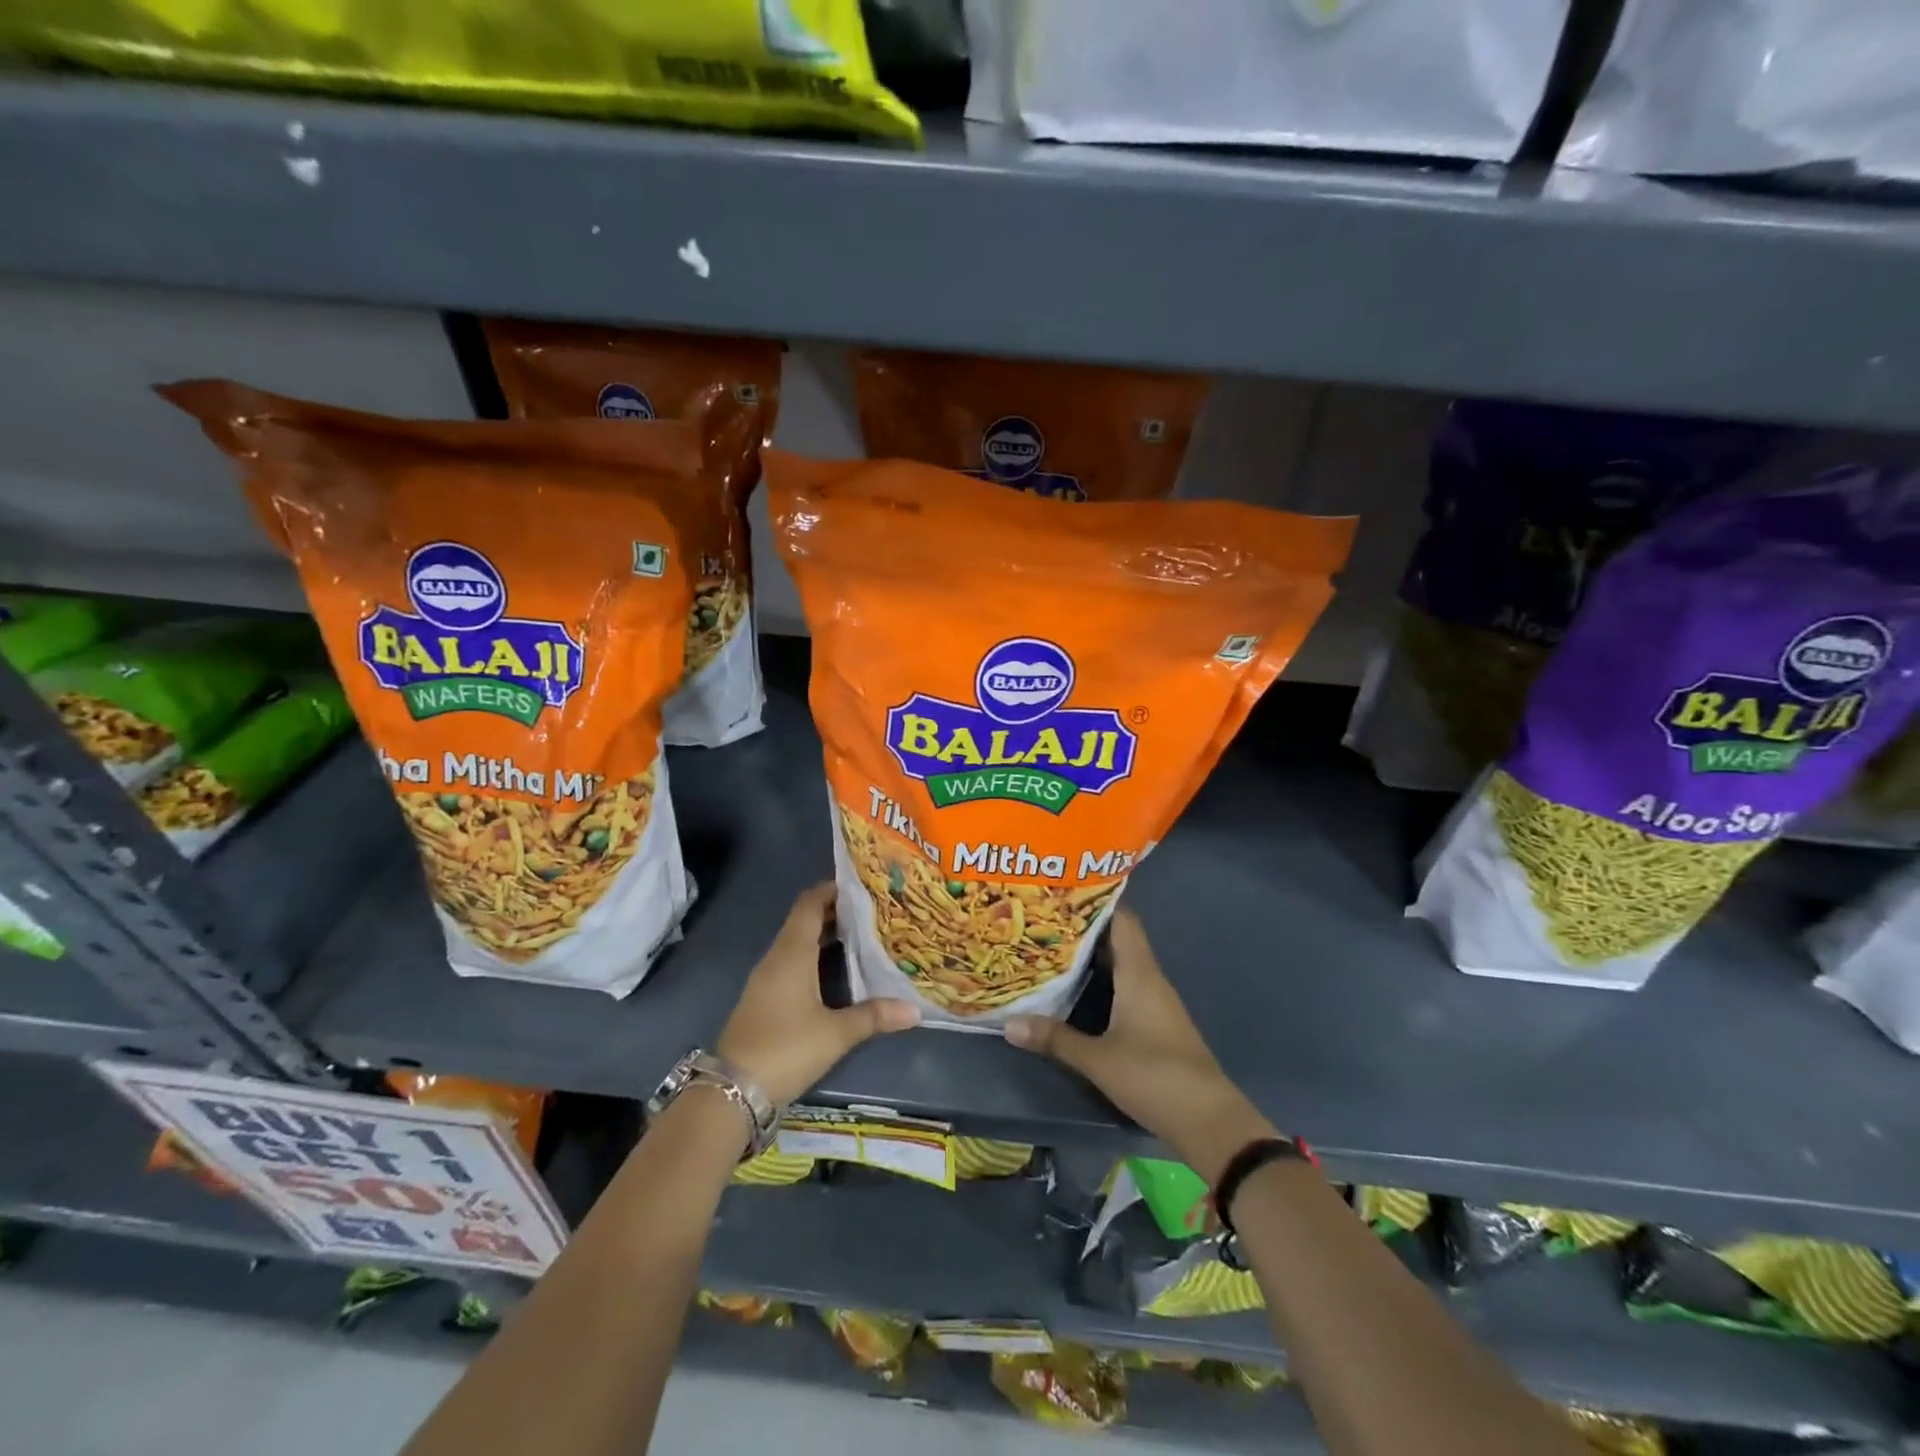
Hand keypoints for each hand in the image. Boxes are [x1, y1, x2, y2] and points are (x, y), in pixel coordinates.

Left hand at [717, 883, 918, 1108]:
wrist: (732, 1091)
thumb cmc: (786, 1048)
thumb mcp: (836, 1033)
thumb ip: (874, 1016)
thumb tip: (914, 1010)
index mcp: (792, 953)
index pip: (810, 904)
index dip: (832, 889)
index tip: (863, 886)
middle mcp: (777, 957)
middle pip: (804, 920)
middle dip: (836, 913)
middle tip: (873, 912)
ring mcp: (766, 979)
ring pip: (797, 943)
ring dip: (825, 936)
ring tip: (862, 937)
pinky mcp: (763, 999)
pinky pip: (791, 963)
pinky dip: (814, 957)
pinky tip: (836, 972)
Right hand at [1004, 908, 1275, 1184]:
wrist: (1209, 1121)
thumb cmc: (1154, 1077)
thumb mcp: (1097, 1059)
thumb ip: (1055, 1038)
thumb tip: (1008, 1023)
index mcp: (1140, 974)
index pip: (1122, 920)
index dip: (1096, 900)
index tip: (1063, 889)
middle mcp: (1150, 979)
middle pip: (1119, 940)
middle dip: (1085, 928)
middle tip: (1045, 917)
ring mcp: (1156, 1002)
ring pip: (1122, 965)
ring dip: (1093, 955)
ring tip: (1053, 946)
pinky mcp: (1156, 1024)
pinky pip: (1126, 987)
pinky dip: (1103, 980)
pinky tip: (1078, 988)